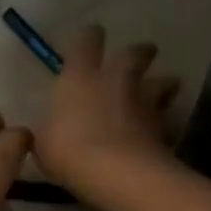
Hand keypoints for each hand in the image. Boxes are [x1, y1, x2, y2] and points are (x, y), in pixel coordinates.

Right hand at [34, 25, 180, 191]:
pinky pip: (167, 120)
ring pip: (163, 82)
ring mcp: (143, 103)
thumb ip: (49, 130)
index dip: (88, 38)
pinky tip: (163, 132)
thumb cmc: (69, 151)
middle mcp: (115, 81)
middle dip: (139, 52)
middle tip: (142, 55)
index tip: (90, 37)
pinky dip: (165, 124)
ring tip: (165, 89)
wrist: (117, 173)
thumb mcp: (43, 143)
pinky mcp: (163, 128)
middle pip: (134, 53)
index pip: (86, 42)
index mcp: (80, 78)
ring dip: (164, 84)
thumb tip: (49, 129)